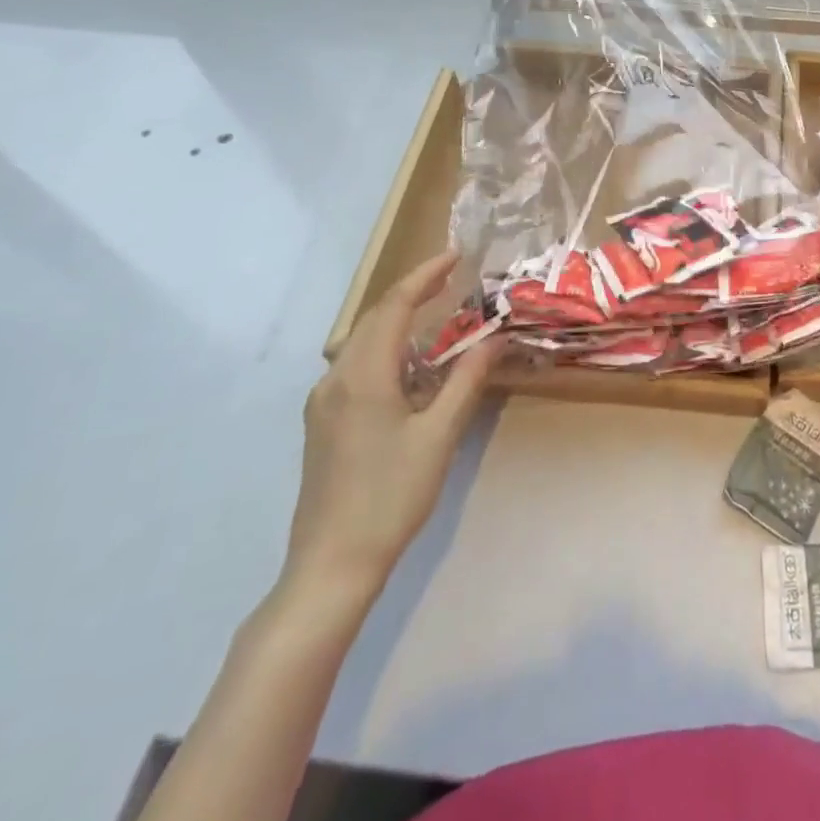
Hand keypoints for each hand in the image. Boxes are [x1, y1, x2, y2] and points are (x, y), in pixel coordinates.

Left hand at [284, 250, 498, 604]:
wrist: (332, 564)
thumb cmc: (391, 496)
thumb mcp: (439, 435)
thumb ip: (467, 380)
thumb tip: (496, 338)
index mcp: (364, 375)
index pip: (394, 306)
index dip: (424, 276)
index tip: (455, 256)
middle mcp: (336, 379)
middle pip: (374, 318)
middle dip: (412, 291)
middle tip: (452, 278)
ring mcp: (324, 402)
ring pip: (361, 341)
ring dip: (397, 319)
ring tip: (435, 313)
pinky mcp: (323, 422)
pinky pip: (355, 365)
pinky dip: (385, 347)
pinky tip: (409, 365)